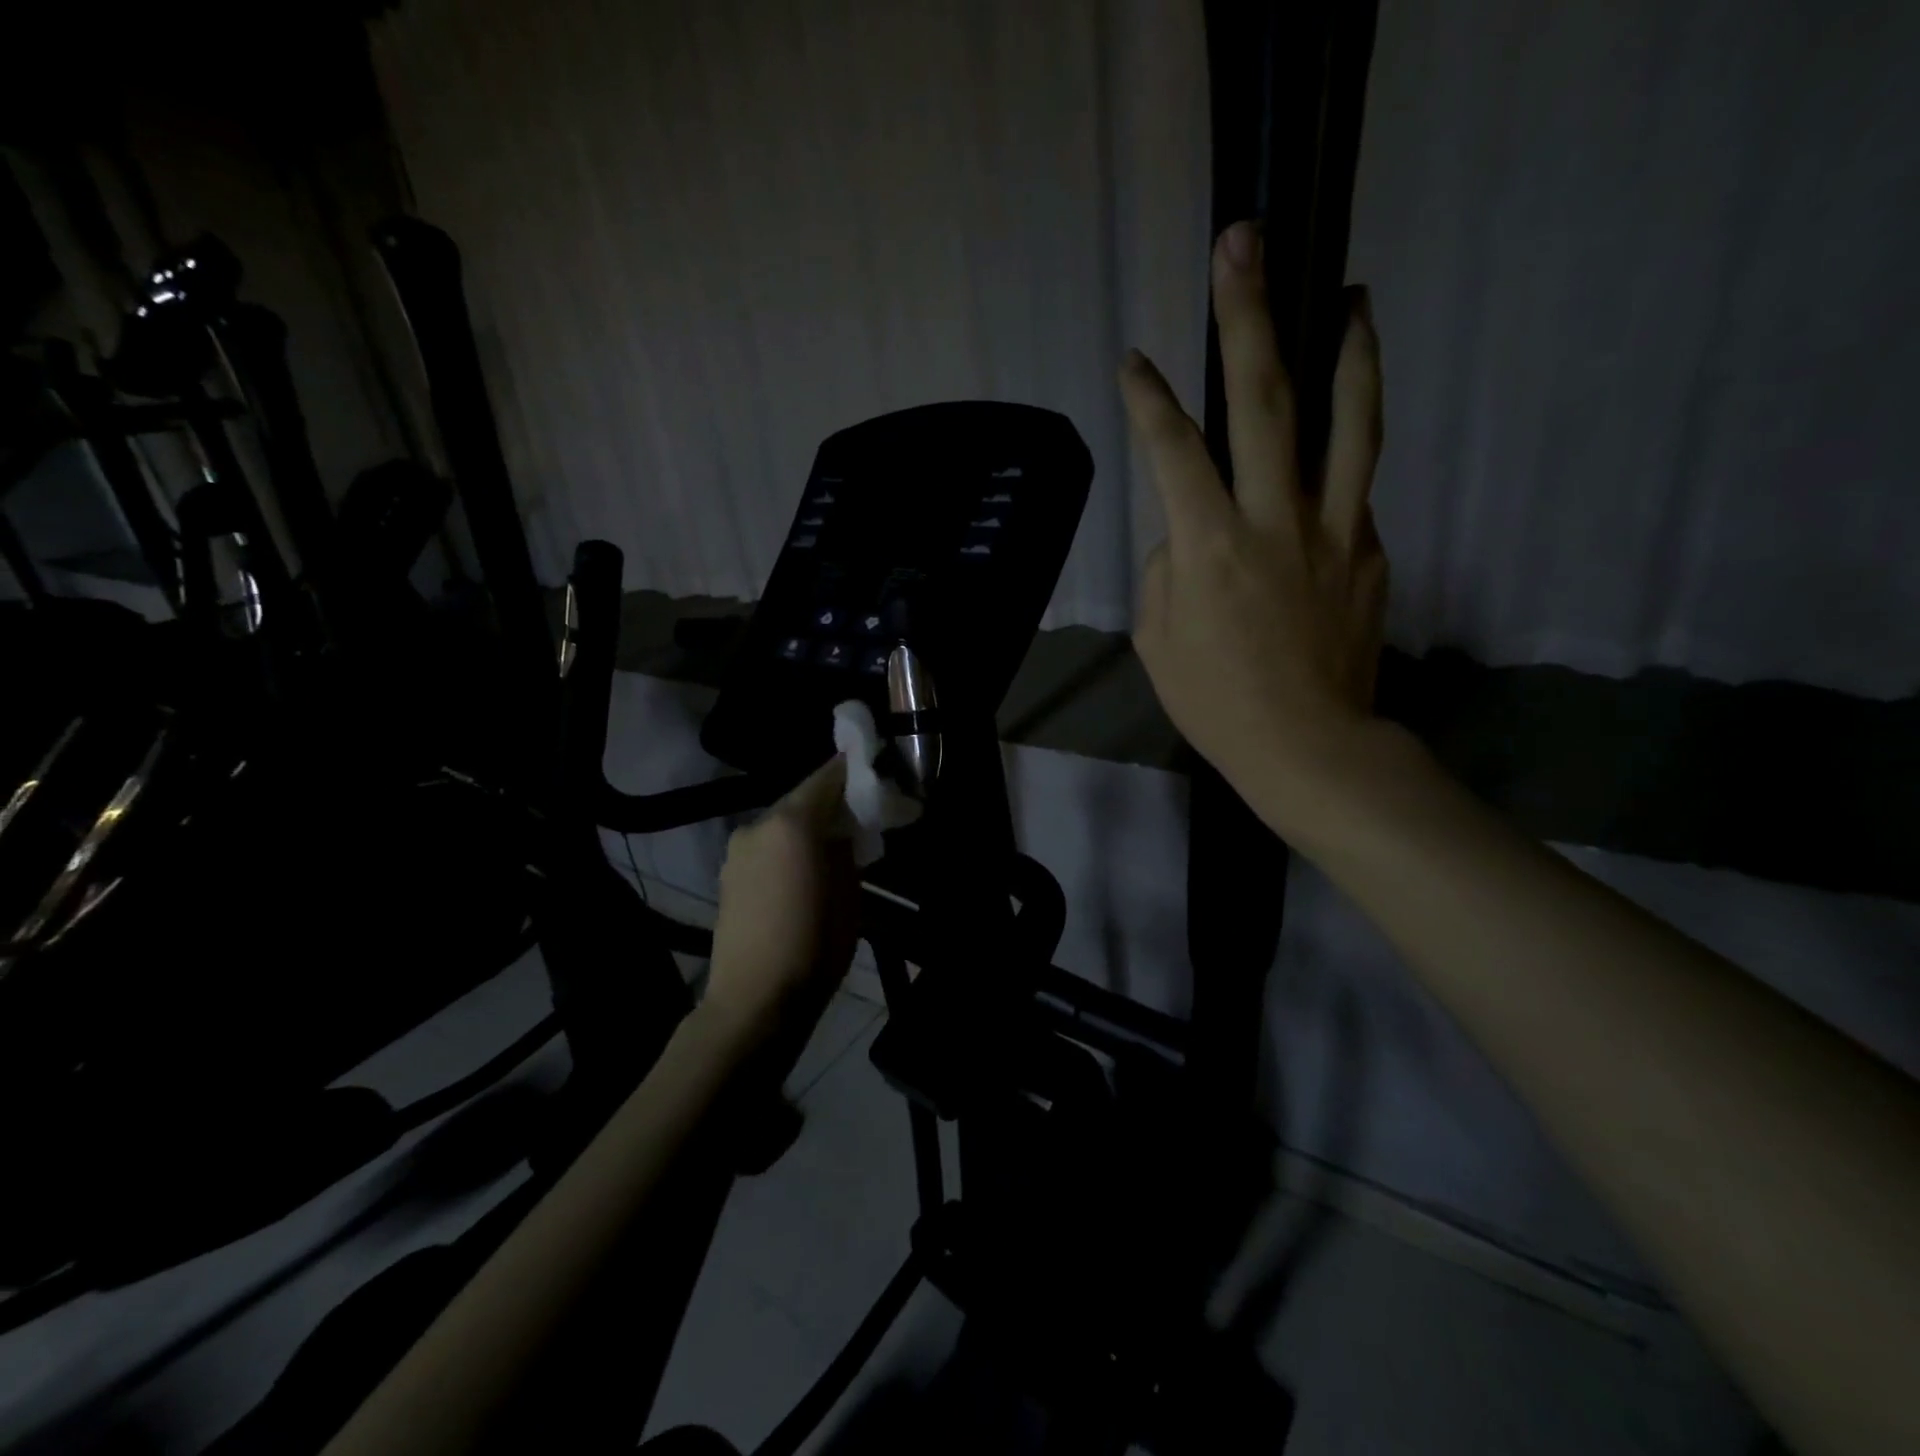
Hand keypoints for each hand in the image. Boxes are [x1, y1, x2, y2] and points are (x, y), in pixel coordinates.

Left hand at [703, 756, 859, 1051]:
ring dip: (808, 825)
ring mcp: (737, 848)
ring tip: (833, 845)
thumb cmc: (814, 945)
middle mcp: (759, 824)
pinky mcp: (727, 873)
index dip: (853, 770)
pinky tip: (802, 869)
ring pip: (782, 822)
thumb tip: (846, 828)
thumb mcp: (849, 892)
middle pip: (802, 797)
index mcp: (792, 822)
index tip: (875, 772)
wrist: (754, 1000)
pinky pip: (766, 845)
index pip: (828, 776)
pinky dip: (787, 846)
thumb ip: (847, 847)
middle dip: (832, 801)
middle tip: (860, 813)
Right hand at [1121, 220, 1388, 823]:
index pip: (1174, 450)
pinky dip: (1343, 454)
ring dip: (1348, 350)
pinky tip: (1333, 443)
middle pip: (1264, 401)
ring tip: (1353, 296)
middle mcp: (1274, 520)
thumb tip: (1190, 528)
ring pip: (1348, 422)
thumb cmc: (1215, 701)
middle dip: (1248, 316)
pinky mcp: (1369, 550)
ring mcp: (1334, 530)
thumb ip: (1168, 566)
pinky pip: (1353, 488)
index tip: (1135, 362)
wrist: (1308, 746)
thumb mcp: (1157, 638)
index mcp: (1210, 547)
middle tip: (1243, 247)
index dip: (1149, 399)